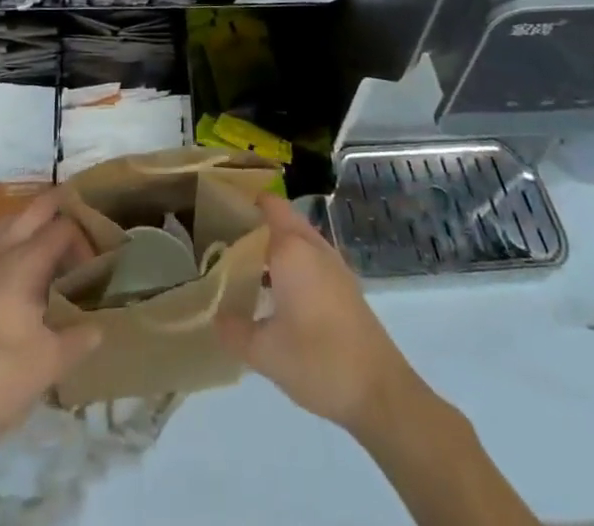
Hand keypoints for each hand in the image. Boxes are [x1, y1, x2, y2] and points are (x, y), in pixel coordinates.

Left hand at [0, 191, 101, 455]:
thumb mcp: (47, 365)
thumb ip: (78, 340)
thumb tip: (100, 327)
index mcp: (23, 263)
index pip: (62, 228)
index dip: (85, 239)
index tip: (97, 267)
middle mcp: (0, 254)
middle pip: (32, 210)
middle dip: (59, 206)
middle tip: (83, 219)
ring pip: (9, 224)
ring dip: (33, 222)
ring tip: (53, 243)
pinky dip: (15, 242)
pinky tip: (23, 275)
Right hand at [217, 192, 417, 432]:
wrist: (380, 392)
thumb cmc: (317, 361)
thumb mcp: (264, 353)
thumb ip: (234, 330)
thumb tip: (214, 317)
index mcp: (292, 250)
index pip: (270, 205)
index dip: (249, 200)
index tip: (224, 206)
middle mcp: (314, 248)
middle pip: (285, 219)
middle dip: (260, 222)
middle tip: (230, 236)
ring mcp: (335, 266)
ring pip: (301, 240)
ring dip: (279, 244)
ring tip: (249, 264)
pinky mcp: (347, 288)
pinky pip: (314, 260)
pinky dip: (295, 263)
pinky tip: (281, 293)